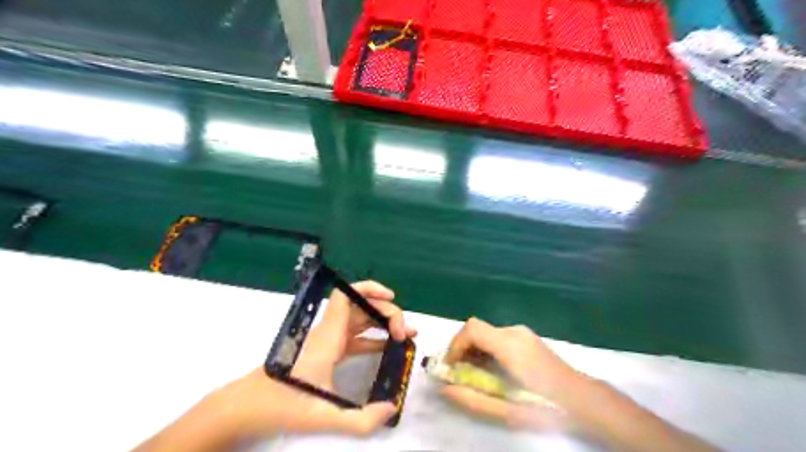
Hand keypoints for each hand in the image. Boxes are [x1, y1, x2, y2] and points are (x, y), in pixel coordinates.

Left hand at [131, 281, 415, 449]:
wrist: (248, 406)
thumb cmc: (282, 404)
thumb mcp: (323, 415)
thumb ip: (360, 419)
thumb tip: (391, 408)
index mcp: (328, 336)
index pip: (347, 296)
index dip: (369, 288)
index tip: (391, 297)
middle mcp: (329, 332)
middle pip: (360, 306)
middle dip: (386, 312)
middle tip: (405, 333)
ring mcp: (328, 340)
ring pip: (359, 320)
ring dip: (382, 323)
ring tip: (405, 336)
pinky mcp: (326, 351)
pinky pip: (355, 337)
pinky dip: (373, 338)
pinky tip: (387, 348)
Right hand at [440, 318, 587, 427]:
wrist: (583, 400)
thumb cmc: (545, 407)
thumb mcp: (506, 410)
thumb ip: (472, 399)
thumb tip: (444, 388)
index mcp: (509, 345)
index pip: (472, 328)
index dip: (455, 345)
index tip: (450, 367)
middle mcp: (514, 332)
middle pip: (476, 329)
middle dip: (462, 349)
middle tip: (459, 373)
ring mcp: (522, 332)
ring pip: (486, 333)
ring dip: (474, 350)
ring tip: (474, 375)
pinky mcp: (527, 337)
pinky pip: (498, 337)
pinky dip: (487, 349)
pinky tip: (492, 370)